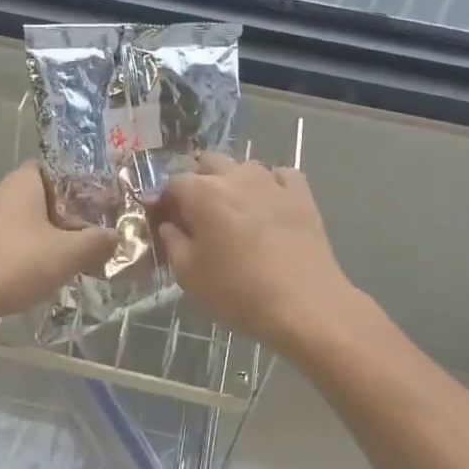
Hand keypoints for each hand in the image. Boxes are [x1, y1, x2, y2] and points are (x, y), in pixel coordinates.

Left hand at [0, 164, 116, 323]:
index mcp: (21, 183)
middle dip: (67, 214)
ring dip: (49, 236)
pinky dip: (29, 254)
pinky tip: (45, 274)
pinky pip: (11, 243)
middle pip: (42, 197)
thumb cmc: (18, 264)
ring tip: (75, 256)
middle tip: (93, 232)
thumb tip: (115, 236)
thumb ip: (98, 241)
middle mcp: (0, 195)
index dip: (76, 181)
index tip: (98, 201)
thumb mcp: (70, 252)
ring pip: (26, 222)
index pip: (52, 167)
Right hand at [150, 153, 357, 354]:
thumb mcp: (189, 275)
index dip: (165, 200)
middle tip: (197, 212)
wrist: (304, 305)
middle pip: (209, 162)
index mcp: (203, 193)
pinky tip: (270, 205)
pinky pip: (281, 176)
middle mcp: (236, 177)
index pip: (174, 182)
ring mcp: (272, 182)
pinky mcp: (302, 195)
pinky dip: (271, 185)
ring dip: (234, 181)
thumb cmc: (238, 292)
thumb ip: (173, 242)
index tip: (164, 219)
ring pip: (245, 167)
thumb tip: (169, 226)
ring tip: (235, 210)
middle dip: (198, 181)